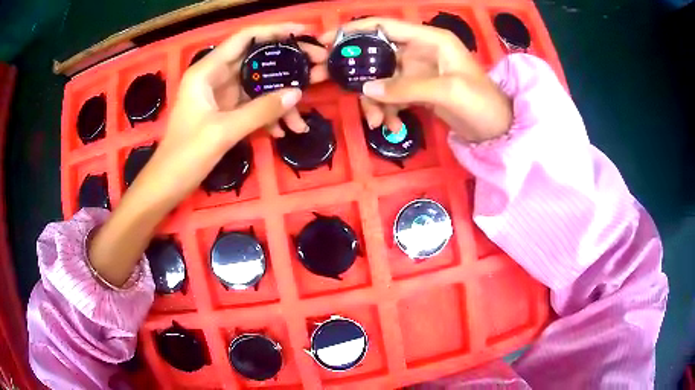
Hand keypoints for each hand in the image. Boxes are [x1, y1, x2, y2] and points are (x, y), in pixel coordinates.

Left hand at [89, 23, 327, 286]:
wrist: (168, 185)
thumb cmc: (185, 155)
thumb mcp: (223, 131)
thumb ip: (260, 111)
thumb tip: (297, 93)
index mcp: (207, 71)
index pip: (245, 38)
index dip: (275, 31)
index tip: (304, 33)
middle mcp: (215, 77)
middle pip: (257, 61)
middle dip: (288, 65)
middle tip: (318, 67)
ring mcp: (222, 96)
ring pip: (258, 87)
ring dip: (281, 99)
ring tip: (304, 114)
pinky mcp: (226, 114)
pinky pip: (253, 107)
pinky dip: (269, 117)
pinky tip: (284, 132)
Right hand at [320, 18, 511, 141]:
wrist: (497, 129)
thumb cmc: (481, 102)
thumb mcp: (447, 91)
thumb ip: (406, 87)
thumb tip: (366, 88)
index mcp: (429, 39)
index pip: (384, 26)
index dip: (354, 30)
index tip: (326, 41)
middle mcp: (419, 50)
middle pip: (376, 54)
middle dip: (354, 71)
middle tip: (327, 83)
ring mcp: (416, 71)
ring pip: (380, 79)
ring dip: (374, 100)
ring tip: (377, 122)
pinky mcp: (416, 90)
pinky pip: (391, 96)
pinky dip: (388, 110)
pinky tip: (392, 126)